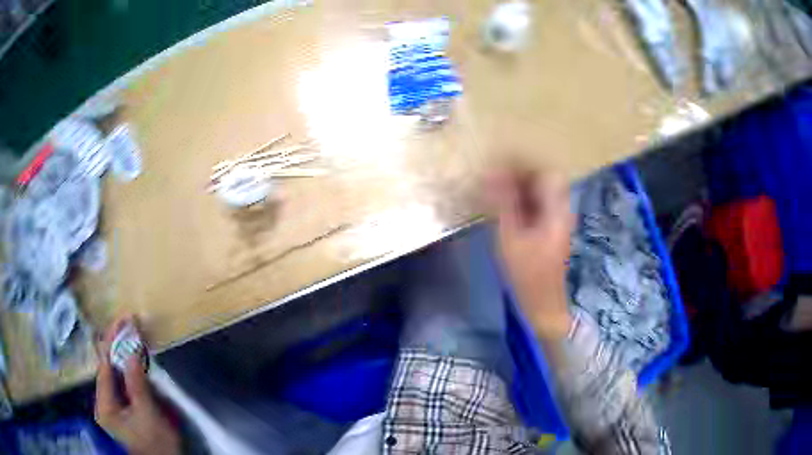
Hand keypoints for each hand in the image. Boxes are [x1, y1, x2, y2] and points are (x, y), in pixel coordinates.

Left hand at [95, 317, 180, 454]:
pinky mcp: (122, 407)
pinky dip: (129, 367)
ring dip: (124, 354)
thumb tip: (132, 348)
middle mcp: (104, 402)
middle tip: (130, 323)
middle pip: (107, 366)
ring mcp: (113, 405)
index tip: (124, 320)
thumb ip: (137, 382)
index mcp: (104, 406)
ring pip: (115, 372)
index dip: (112, 341)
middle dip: (117, 344)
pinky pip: (123, 381)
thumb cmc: (156, 443)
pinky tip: (135, 356)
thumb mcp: (148, 414)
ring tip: (133, 334)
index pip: (104, 365)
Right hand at [488, 168, 574, 339]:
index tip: (500, 163)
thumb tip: (492, 173)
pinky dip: (521, 201)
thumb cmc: (527, 273)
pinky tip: (504, 206)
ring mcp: (557, 220)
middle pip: (543, 180)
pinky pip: (537, 205)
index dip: (524, 164)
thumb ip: (503, 203)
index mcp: (556, 209)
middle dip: (519, 174)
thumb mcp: (510, 237)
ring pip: (539, 192)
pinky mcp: (550, 229)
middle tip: (494, 175)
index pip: (545, 172)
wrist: (543, 303)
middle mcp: (561, 210)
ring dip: (519, 187)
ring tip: (496, 187)